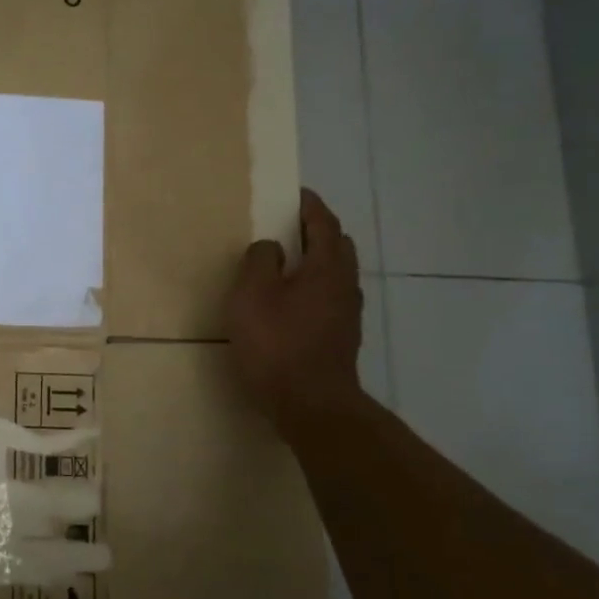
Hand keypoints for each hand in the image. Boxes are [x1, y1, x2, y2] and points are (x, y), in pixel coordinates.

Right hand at [227, 188, 367, 429]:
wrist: (311, 405)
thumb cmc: (277, 344)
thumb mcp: (252, 294)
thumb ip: (259, 261)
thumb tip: (271, 247)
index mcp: (327, 267)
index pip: (323, 223)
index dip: (309, 205)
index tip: (294, 193)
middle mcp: (345, 286)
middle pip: (338, 247)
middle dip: (317, 231)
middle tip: (290, 226)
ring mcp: (347, 315)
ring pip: (335, 275)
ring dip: (316, 262)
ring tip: (287, 263)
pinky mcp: (341, 339)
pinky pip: (329, 299)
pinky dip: (314, 288)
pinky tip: (292, 302)